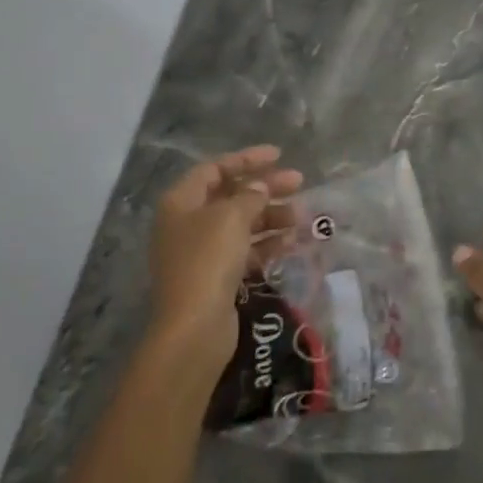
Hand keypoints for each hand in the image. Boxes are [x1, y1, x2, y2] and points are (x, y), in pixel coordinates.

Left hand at [147, 146, 301, 376]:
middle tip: (299, 182)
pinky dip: (267, 244)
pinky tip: (291, 242)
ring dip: (271, 217)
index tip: (278, 155)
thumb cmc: (208, 259)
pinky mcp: (216, 277)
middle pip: (231, 196)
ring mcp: (201, 252)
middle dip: (266, 188)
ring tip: (301, 217)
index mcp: (181, 202)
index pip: (215, 169)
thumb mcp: (232, 217)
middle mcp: (187, 223)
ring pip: (241, 224)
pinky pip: (245, 251)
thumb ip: (250, 196)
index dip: (247, 159)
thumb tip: (260, 188)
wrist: (194, 327)